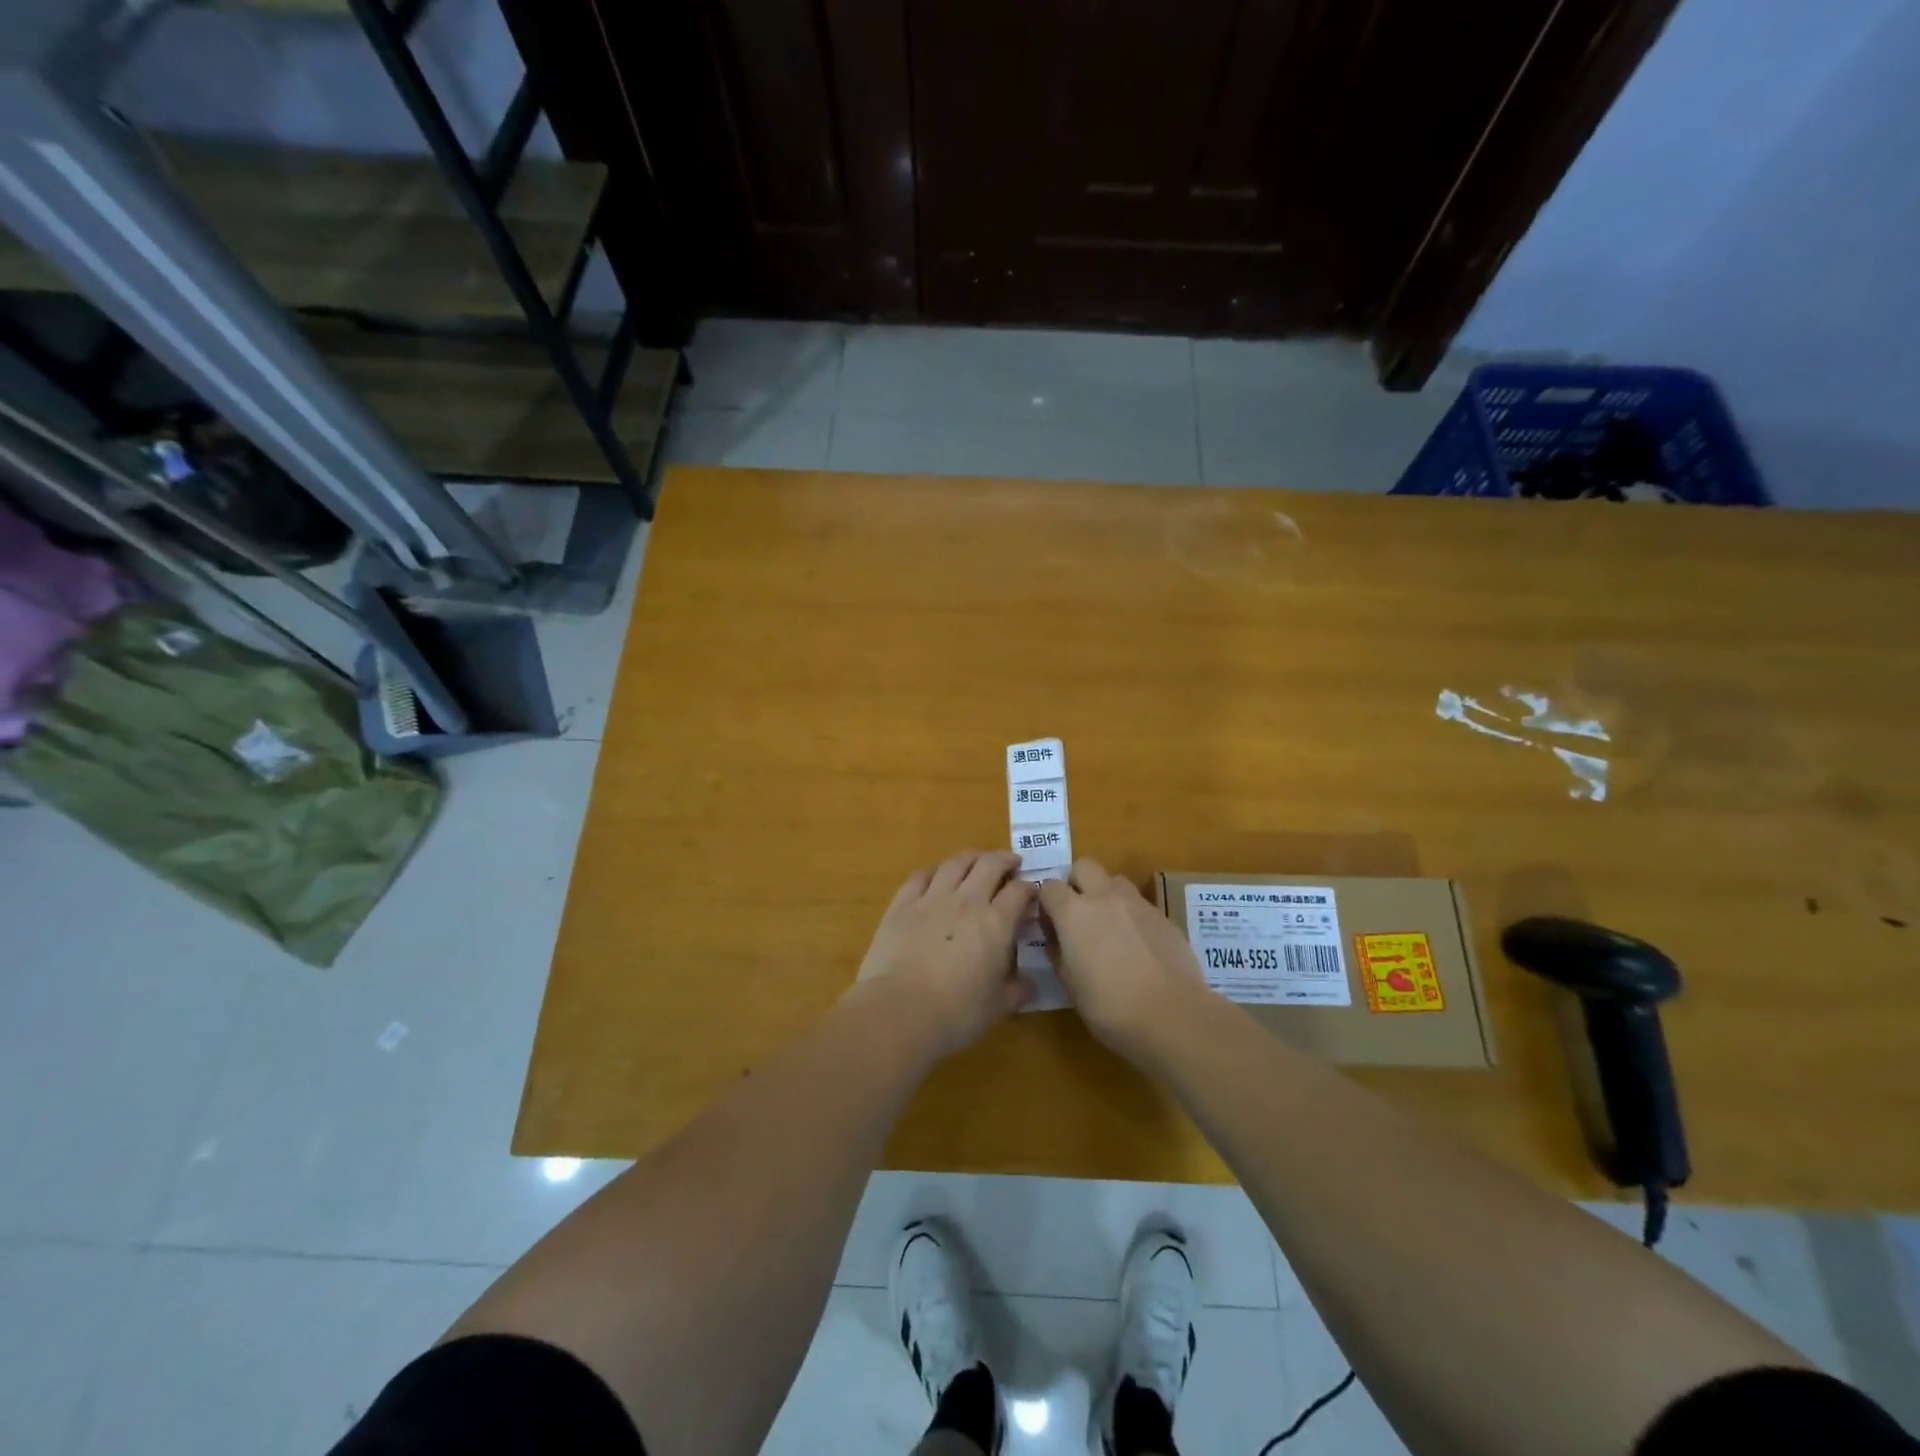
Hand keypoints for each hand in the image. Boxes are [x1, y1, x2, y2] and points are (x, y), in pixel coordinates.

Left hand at [854, 850, 1036, 1055]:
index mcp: (996, 923)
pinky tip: (936, 876)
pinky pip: (920, 876)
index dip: (1028, 887)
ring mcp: (932, 899)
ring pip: (955, 863)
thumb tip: (1030, 984)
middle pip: (989, 865)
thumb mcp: (998, 1006)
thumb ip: (1017, 990)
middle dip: (1004, 860)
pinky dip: (933, 872)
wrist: (900, 1010)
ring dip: (971, 858)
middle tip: (1010, 863)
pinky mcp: (902, 904)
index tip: (1031, 891)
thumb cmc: (957, 1013)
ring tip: (977, 860)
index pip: (1019, 892)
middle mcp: (967, 901)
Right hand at [1039, 858, 1210, 1058]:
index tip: (1051, 925)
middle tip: (1079, 915)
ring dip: (1107, 895)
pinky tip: (1138, 946)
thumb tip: (1056, 937)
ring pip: (1115, 881)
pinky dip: (1132, 916)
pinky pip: (1140, 904)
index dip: (1047, 904)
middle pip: (1084, 866)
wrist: (1172, 1015)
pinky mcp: (1163, 916)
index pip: (1049, 887)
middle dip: (1077, 883)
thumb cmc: (1109, 1006)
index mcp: (1073, 912)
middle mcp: (1104, 897)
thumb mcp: (1069, 984)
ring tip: (1110, 927)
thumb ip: (1058, 951)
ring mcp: (1138, 903)